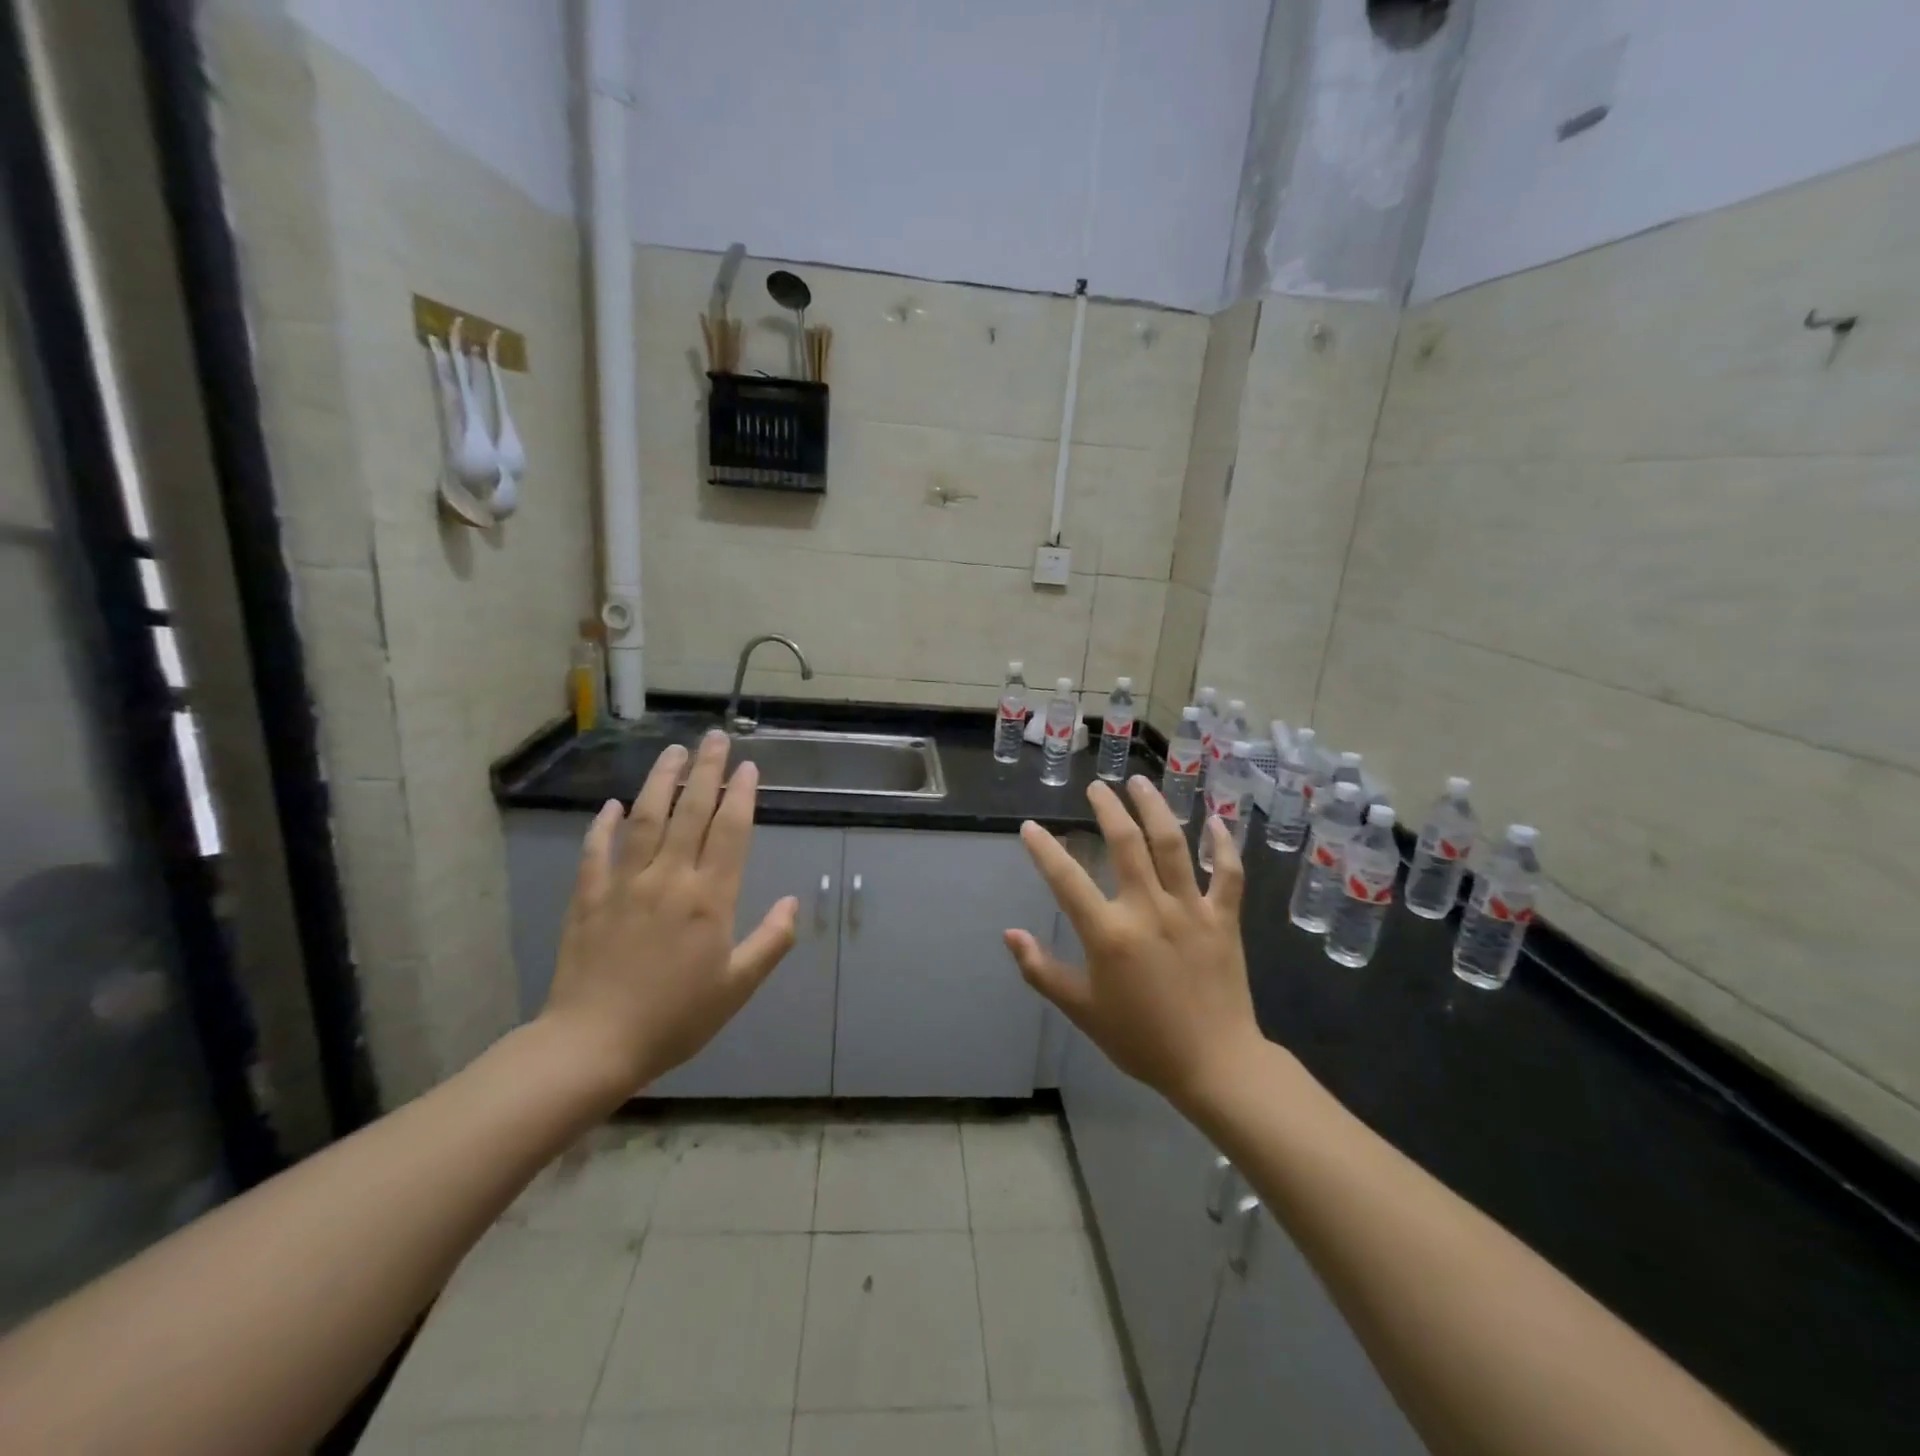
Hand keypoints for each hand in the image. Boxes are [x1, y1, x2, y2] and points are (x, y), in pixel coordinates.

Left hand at [541, 730, 797, 1097]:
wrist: (593, 1045)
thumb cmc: (675, 1018)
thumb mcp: (737, 987)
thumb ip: (771, 941)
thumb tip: (794, 903)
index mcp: (709, 899)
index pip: (730, 831)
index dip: (741, 795)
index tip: (748, 767)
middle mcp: (669, 879)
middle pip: (690, 811)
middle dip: (706, 770)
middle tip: (715, 738)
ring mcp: (624, 884)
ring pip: (645, 818)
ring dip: (660, 780)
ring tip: (673, 751)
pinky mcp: (588, 897)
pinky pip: (596, 850)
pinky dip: (604, 824)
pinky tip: (613, 804)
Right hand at [1005, 777, 1262, 1112]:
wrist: (1214, 1065)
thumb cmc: (1141, 1039)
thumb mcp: (1081, 1010)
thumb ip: (1041, 970)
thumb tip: (1009, 934)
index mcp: (1109, 933)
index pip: (1066, 879)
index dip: (1044, 849)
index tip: (1030, 827)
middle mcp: (1148, 909)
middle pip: (1126, 843)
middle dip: (1107, 808)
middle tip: (1098, 787)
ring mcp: (1191, 910)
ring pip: (1173, 844)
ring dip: (1155, 808)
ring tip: (1140, 782)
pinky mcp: (1225, 919)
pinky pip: (1228, 873)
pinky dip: (1223, 844)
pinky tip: (1215, 819)